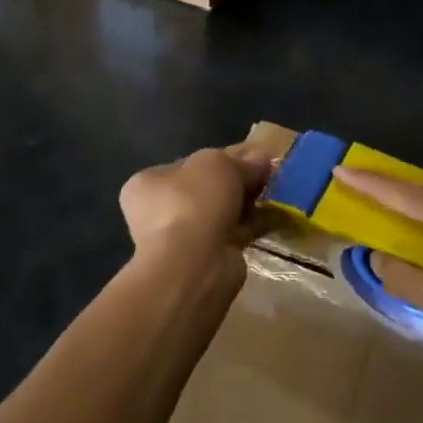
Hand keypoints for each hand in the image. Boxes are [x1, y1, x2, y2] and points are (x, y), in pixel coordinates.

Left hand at [120, 143, 271, 273]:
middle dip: (236, 183)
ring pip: (220, 214)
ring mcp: (180, 238)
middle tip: (265, 177)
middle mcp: (158, 211)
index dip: (222, 158)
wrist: (193, 264)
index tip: (251, 158)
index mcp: (148, 183)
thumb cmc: (193, 203)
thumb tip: (261, 159)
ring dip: (245, 206)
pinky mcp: (204, 259)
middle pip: (206, 190)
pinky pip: (232, 235)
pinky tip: (274, 218)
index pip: (188, 165)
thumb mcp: (219, 164)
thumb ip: (241, 161)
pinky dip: (251, 227)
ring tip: (274, 196)